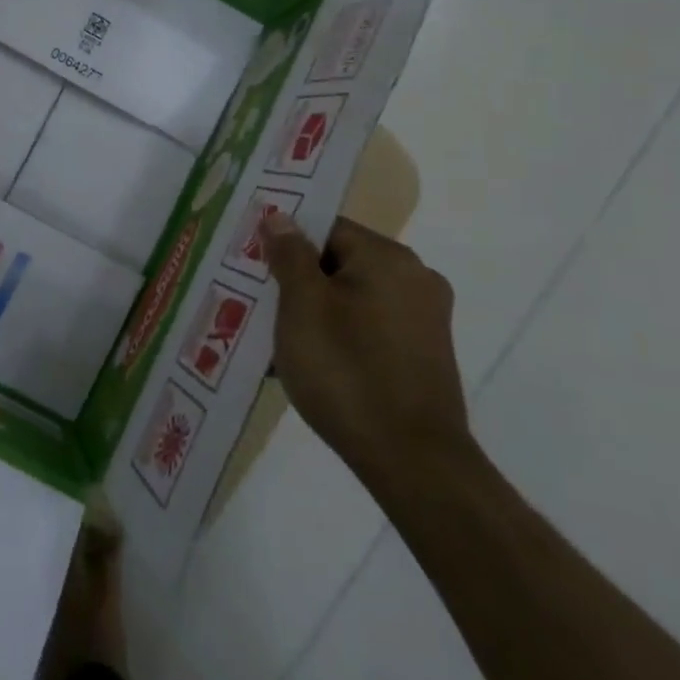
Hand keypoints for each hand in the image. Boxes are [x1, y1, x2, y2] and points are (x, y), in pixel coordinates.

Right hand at [260, 212, 472, 490]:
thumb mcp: (302, 306)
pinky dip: (341, 337)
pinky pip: (370, 328)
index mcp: (388, 258)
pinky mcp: (425, 356)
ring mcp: (425, 320)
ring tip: (278, 341)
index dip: (285, 244)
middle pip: (340, 262)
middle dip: (297, 282)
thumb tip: (281, 216)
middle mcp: (415, 278)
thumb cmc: (347, 372)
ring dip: (316, 313)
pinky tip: (311, 366)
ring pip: (353, 298)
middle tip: (258, 304)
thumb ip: (289, 255)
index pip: (325, 228)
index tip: (254, 267)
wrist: (413, 464)